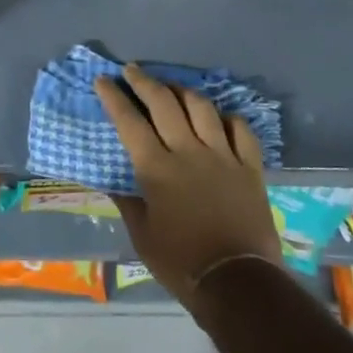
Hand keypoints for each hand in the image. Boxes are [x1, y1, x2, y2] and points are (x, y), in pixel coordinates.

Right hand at [95, 64, 280, 311]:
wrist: (237, 281)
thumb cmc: (180, 261)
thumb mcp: (142, 235)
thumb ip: (127, 202)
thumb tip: (112, 182)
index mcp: (156, 168)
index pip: (129, 122)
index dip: (114, 98)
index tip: (103, 80)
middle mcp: (188, 152)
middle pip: (164, 103)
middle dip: (144, 82)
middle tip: (132, 71)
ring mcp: (223, 156)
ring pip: (202, 108)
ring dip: (182, 91)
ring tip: (172, 88)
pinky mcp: (249, 167)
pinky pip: (240, 129)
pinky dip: (226, 117)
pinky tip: (218, 117)